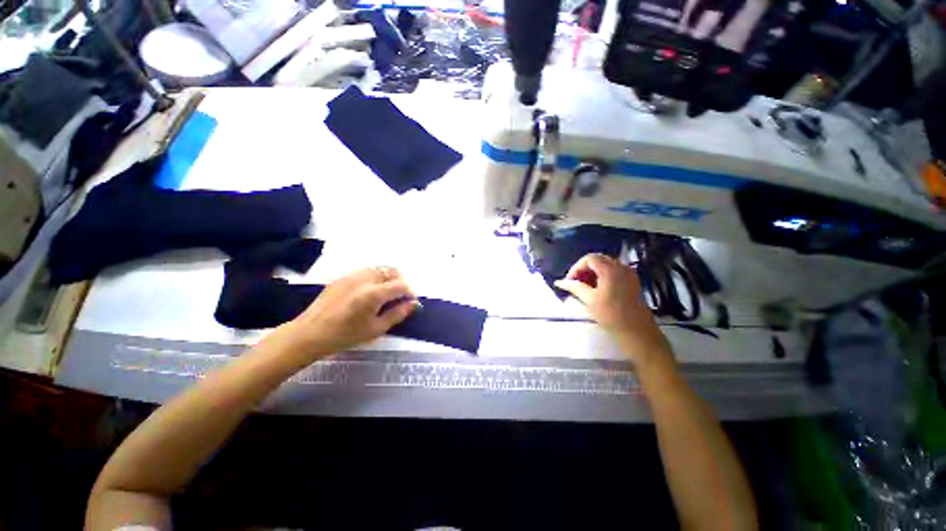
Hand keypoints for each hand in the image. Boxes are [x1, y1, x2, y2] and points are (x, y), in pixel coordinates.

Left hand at [277, 267, 420, 360]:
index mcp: (374, 293)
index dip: (410, 293)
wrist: (310, 333)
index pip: (401, 285)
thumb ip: (398, 314)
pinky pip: (367, 271)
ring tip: (388, 294)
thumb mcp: (376, 329)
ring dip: (390, 277)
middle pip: (393, 271)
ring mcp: (353, 275)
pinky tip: (372, 291)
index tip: (410, 303)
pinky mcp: (343, 276)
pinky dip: (376, 277)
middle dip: (402, 282)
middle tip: (400, 297)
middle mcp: (365, 279)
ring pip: (380, 268)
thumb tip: (413, 304)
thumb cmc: (345, 336)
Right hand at [554, 254, 672, 368]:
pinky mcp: (631, 282)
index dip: (576, 267)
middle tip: (575, 283)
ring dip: (592, 273)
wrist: (637, 332)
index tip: (569, 281)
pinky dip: (602, 277)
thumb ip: (574, 287)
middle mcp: (621, 267)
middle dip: (584, 269)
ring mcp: (628, 274)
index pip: (589, 258)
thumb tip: (559, 282)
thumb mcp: (589, 300)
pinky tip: (597, 289)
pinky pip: (613, 272)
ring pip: (605, 266)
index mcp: (610, 269)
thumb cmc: (611, 315)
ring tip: (584, 287)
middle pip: (598, 260)